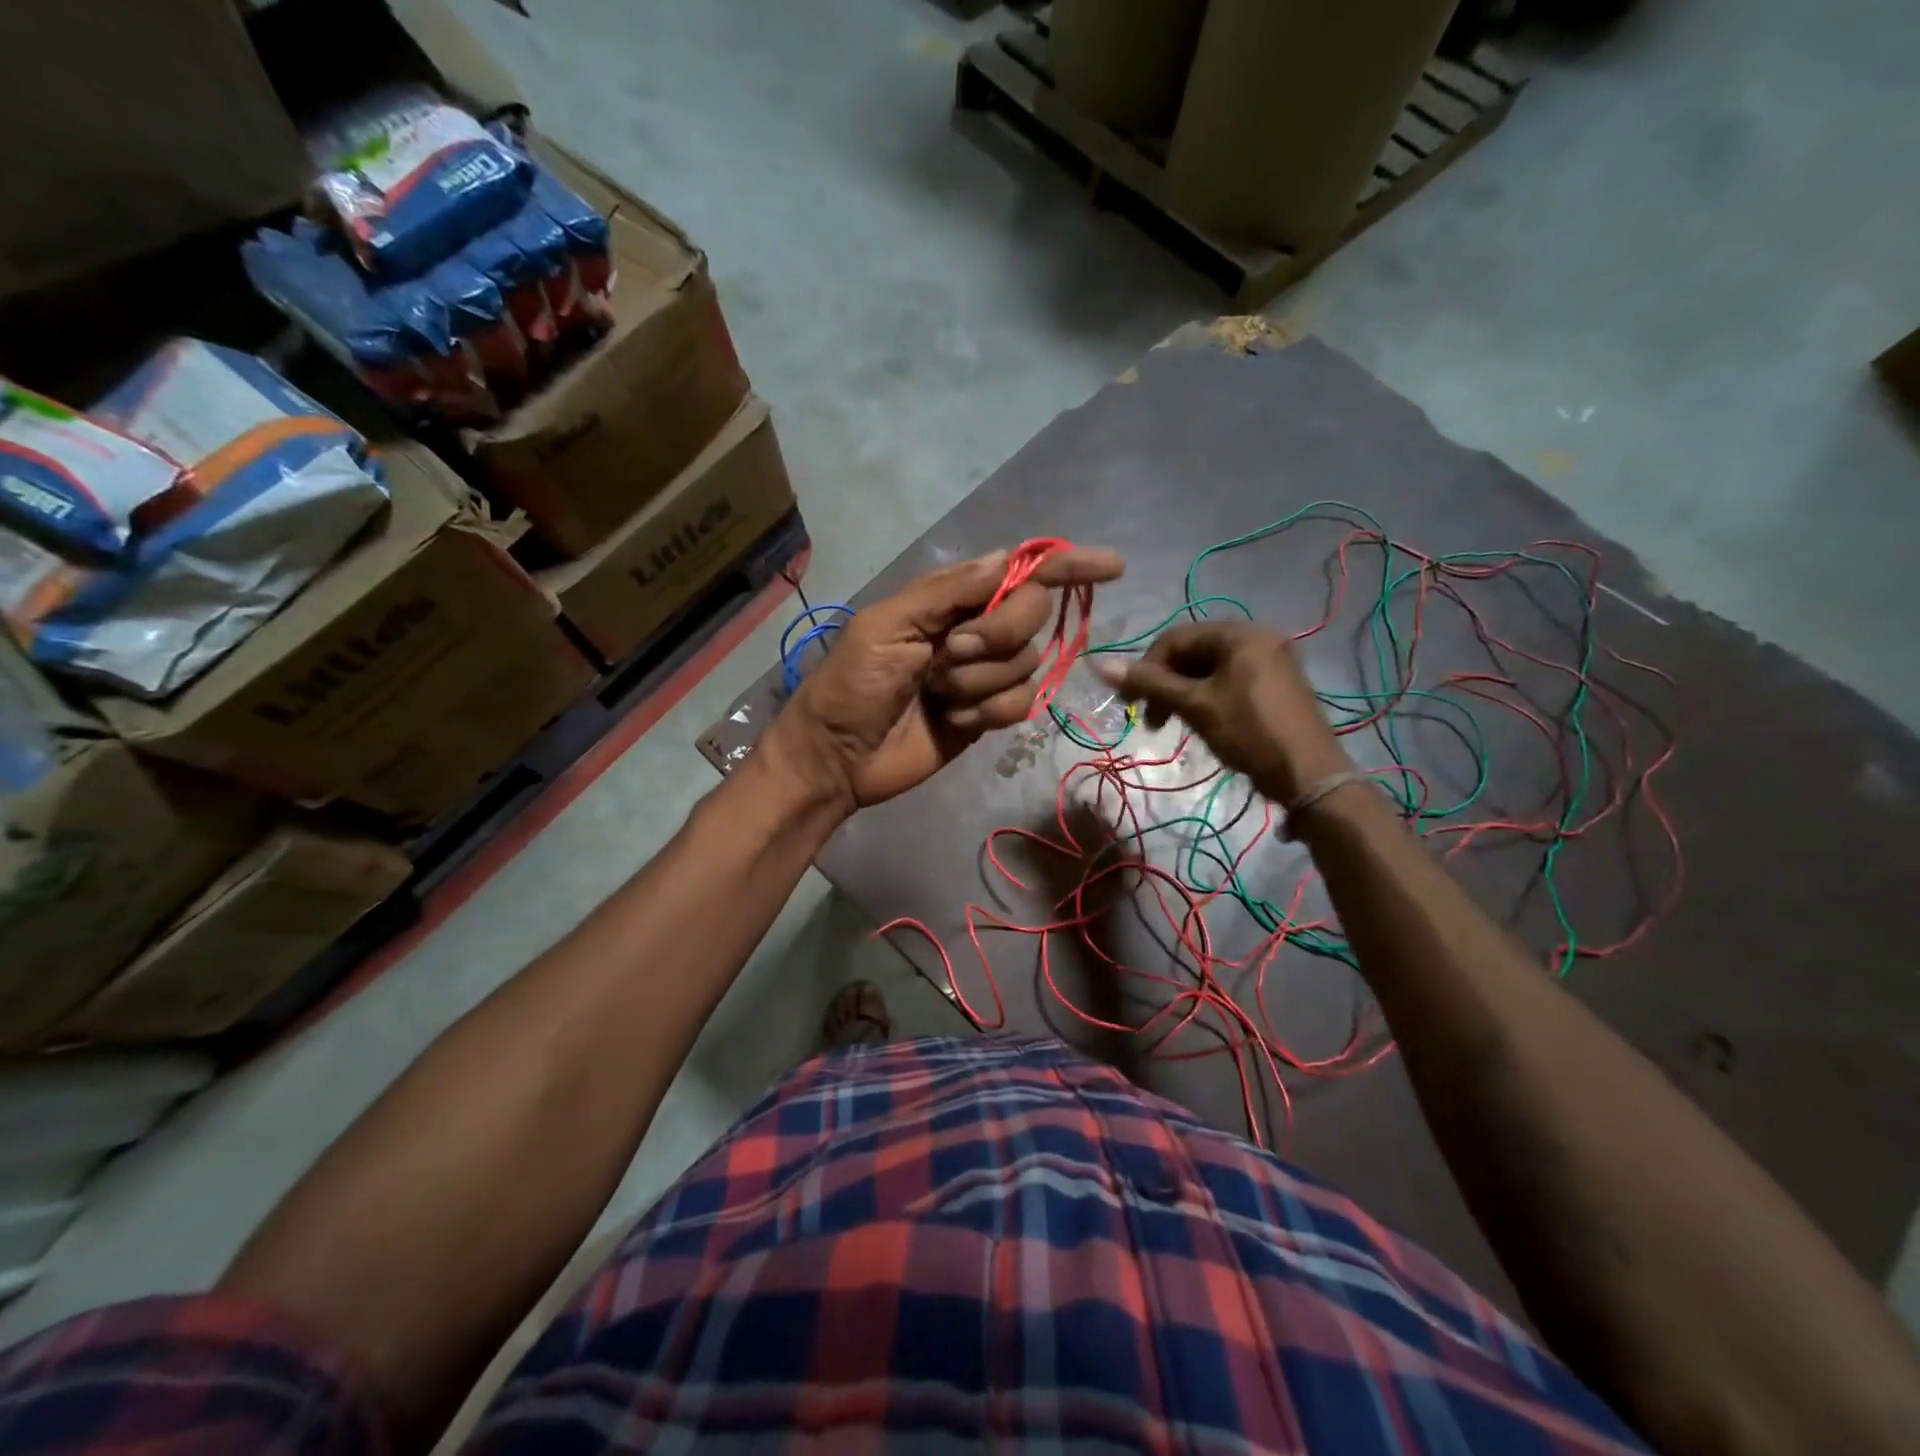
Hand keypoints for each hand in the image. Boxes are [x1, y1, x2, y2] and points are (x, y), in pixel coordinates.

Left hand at [769, 546, 1123, 809]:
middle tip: (950, 654)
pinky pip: (1021, 704)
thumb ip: (949, 592)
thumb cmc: (853, 684)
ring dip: (979, 682)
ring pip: (1027, 664)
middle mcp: (976, 629)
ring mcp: (985, 674)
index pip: (1021, 572)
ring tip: (937, 695)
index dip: (1066, 566)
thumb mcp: (887, 626)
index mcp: (951, 598)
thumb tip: (1009, 558)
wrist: (839, 757)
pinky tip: (951, 720)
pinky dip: (987, 712)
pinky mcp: (988, 714)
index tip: (1113, 567)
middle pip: (1031, 615)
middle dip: (998, 634)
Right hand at [1097, 621, 1351, 804]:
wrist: (1309, 774)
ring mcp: (1271, 661)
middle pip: (1193, 652)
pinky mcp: (1276, 684)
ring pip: (1209, 668)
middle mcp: (1257, 637)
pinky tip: (1200, 721)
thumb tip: (1100, 665)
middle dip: (1165, 683)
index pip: (1175, 639)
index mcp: (1239, 633)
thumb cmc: (1249, 732)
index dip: (1146, 668)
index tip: (1130, 703)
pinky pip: (1229, 680)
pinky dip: (1206, 697)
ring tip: (1171, 724)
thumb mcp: (1195, 705)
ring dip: (1182, 693)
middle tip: (1150, 719)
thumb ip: (1150, 683)